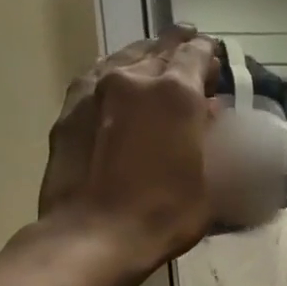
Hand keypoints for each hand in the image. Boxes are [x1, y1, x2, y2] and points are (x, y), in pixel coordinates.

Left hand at [37, 27, 218, 276]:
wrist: (93, 236)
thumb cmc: (163, 215)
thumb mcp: (211, 183)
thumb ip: (213, 138)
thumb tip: (213, 111)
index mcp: (176, 93)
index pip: (197, 53)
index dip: (210, 54)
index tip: (217, 61)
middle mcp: (135, 79)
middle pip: (161, 49)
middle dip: (179, 51)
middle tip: (191, 61)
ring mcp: (96, 90)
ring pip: (126, 57)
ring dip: (146, 58)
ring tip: (156, 66)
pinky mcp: (69, 108)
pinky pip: (97, 77)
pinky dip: (114, 75)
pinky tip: (119, 86)